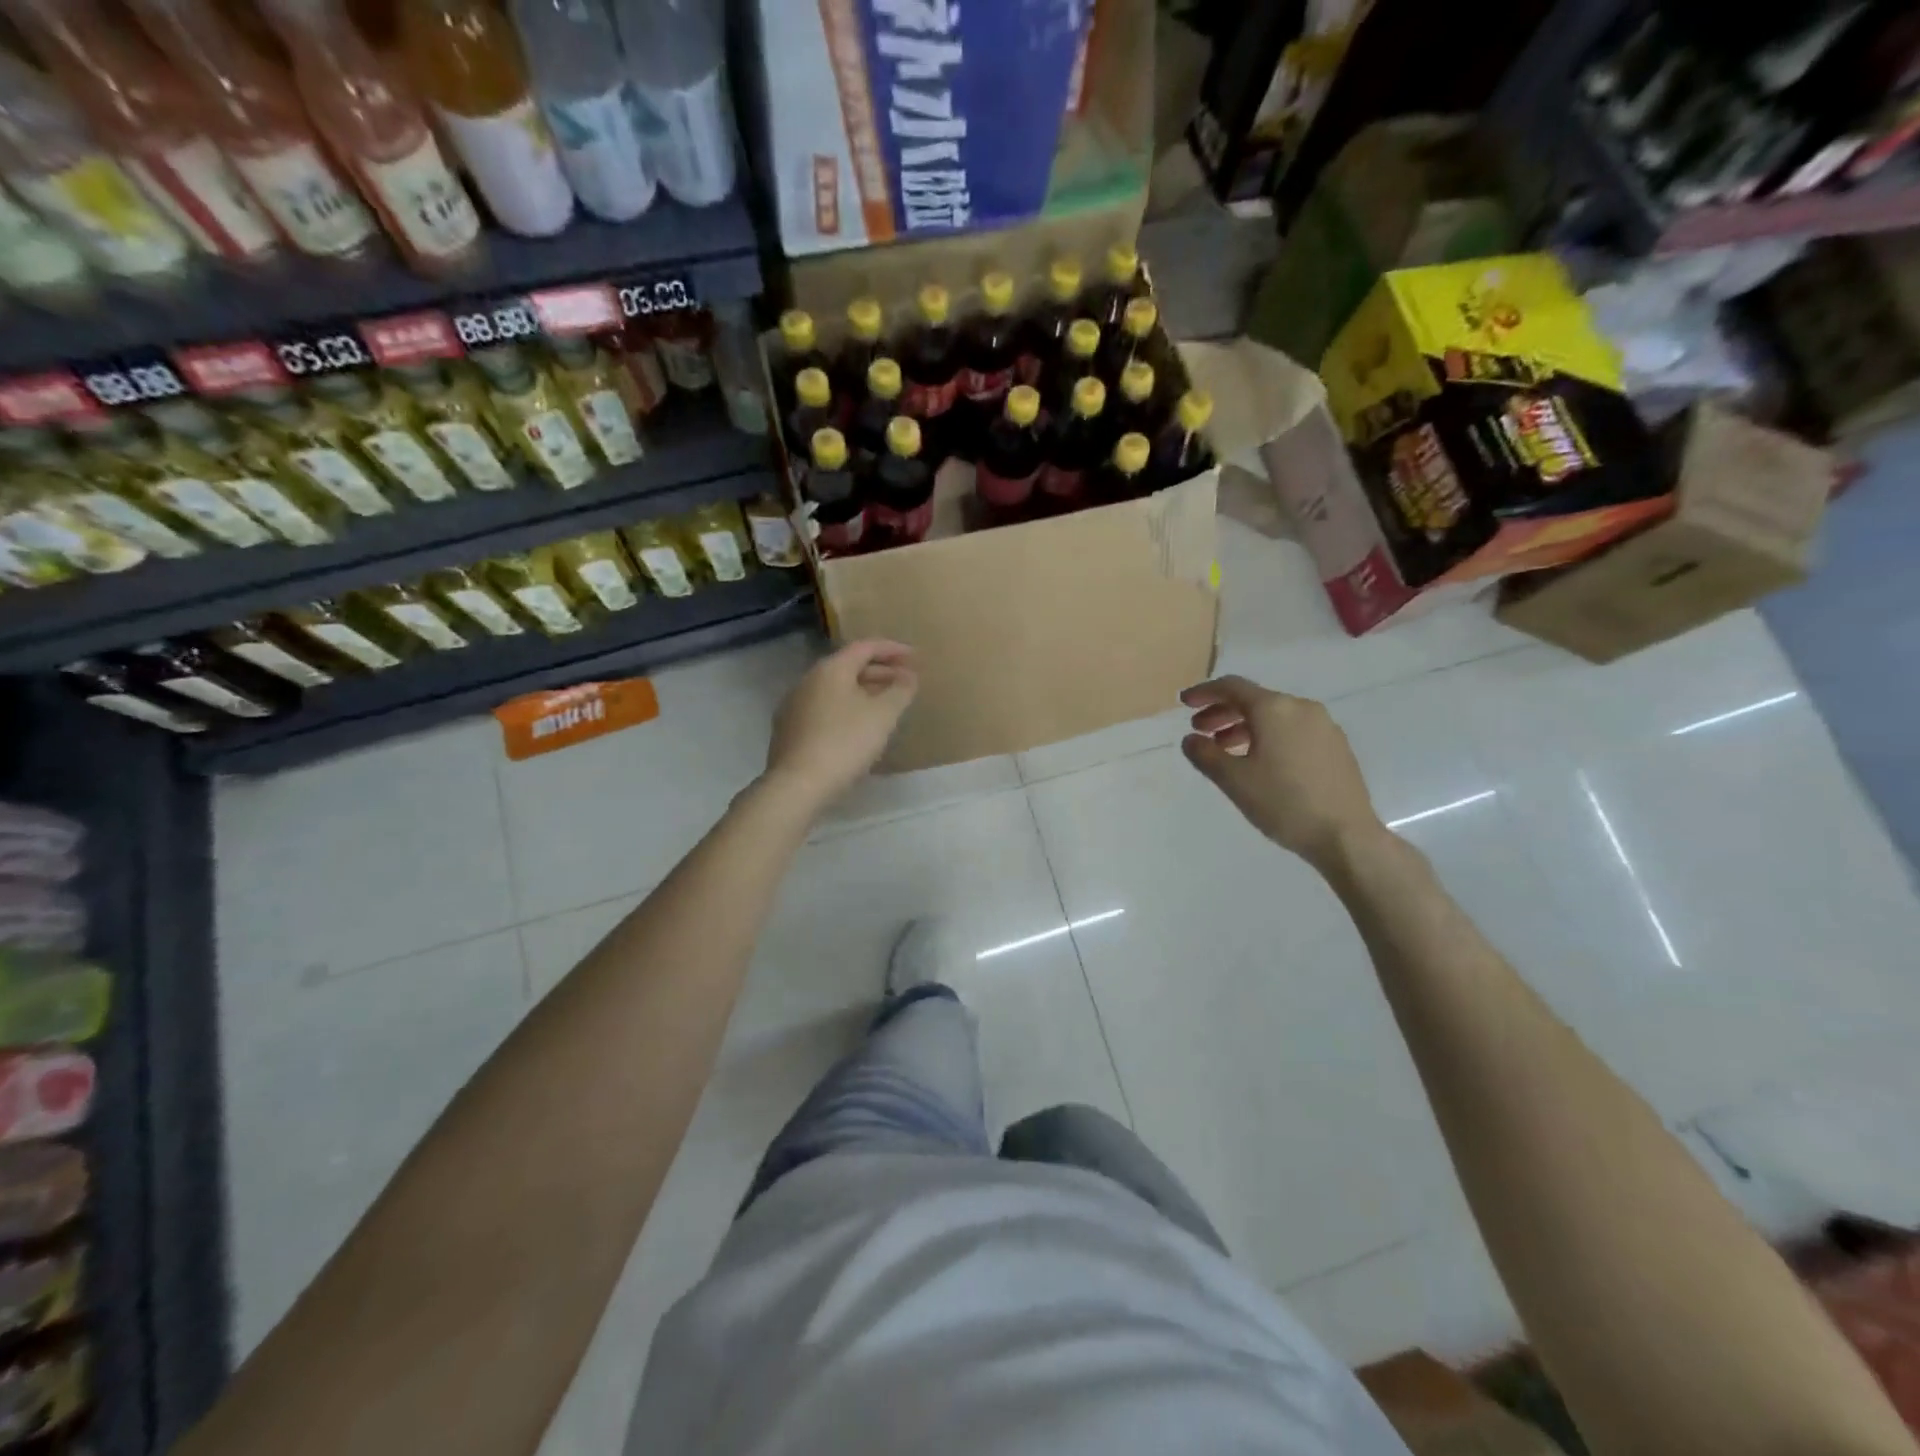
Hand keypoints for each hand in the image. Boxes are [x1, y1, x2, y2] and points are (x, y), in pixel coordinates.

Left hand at [763, 640, 917, 812]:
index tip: (915, 657)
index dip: (893, 649)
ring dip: (864, 692)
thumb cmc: (845, 742)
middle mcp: (808, 680)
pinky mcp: (789, 730)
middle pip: (849, 667)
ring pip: (836, 690)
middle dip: (880, 672)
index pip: (865, 647)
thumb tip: (909, 677)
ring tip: (886, 705)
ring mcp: (794, 705)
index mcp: (830, 669)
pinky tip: (859, 728)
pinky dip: (847, 709)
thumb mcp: (883, 715)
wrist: (798, 784)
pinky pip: (825, 709)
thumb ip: (900, 691)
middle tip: (905, 682)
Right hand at [1180, 675, 1382, 872]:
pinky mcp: (1335, 746)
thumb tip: (1191, 740)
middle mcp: (1301, 708)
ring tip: (1225, 750)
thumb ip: (1205, 755)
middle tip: (1199, 730)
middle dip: (1222, 712)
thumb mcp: (1234, 780)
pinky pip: (1292, 730)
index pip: (1232, 687)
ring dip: (1244, 726)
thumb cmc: (1283, 802)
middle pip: (1253, 700)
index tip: (1184, 703)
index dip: (1204, 692)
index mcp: (1274, 709)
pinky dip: (1268, 736)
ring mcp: (1323, 726)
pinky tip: (1259, 761)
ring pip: (1274, 716)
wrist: (1345, 835)